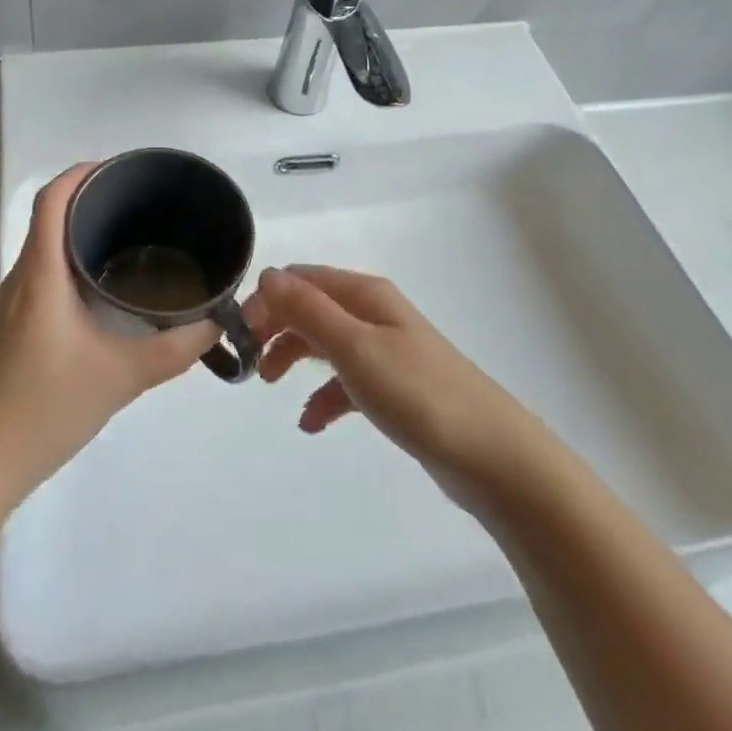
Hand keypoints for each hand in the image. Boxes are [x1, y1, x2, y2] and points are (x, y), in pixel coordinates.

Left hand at [0, 164, 218, 495]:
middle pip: (49, 214)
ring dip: (80, 227)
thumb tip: (214, 324)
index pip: (51, 200)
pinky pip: (46, 269)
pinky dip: (74, 256)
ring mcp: (15, 301)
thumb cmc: (46, 407)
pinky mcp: (17, 323)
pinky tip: (106, 281)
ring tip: (130, 230)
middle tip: (140, 199)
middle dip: (90, 195)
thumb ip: (174, 350)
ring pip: (46, 243)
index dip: (81, 173)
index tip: (121, 169)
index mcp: (42, 274)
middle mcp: (24, 277)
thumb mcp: (122, 376)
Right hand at [252, 264, 536, 498]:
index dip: (267, 300)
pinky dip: (324, 395)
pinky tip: (311, 422)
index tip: (239, 335)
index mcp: (364, 295)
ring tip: (271, 385)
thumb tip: (267, 274)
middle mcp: (374, 314)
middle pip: (311, 308)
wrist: (492, 456)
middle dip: (276, 327)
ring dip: (295, 356)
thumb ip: (308, 310)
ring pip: (326, 342)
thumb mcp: (354, 347)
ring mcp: (387, 350)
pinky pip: (347, 381)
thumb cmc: (418, 393)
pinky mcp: (396, 388)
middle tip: (249, 362)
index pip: (301, 280)